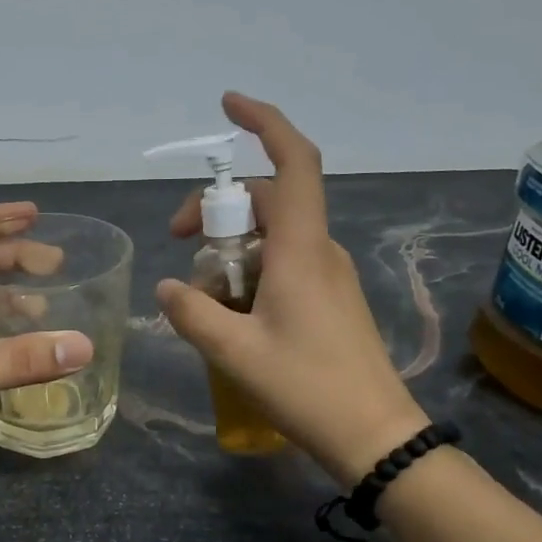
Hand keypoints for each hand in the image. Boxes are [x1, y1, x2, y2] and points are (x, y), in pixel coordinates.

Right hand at [157, 92, 427, 485]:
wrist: (375, 436)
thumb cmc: (306, 387)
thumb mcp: (233, 351)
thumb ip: (191, 312)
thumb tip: (167, 287)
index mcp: (300, 249)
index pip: (291, 163)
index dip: (264, 123)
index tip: (228, 106)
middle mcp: (318, 250)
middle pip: (266, 200)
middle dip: (216, 208)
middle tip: (177, 242)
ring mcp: (328, 274)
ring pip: (271, 235)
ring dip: (229, 249)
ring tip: (202, 296)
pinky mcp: (329, 298)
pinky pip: (282, 264)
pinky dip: (248, 272)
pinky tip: (230, 314)